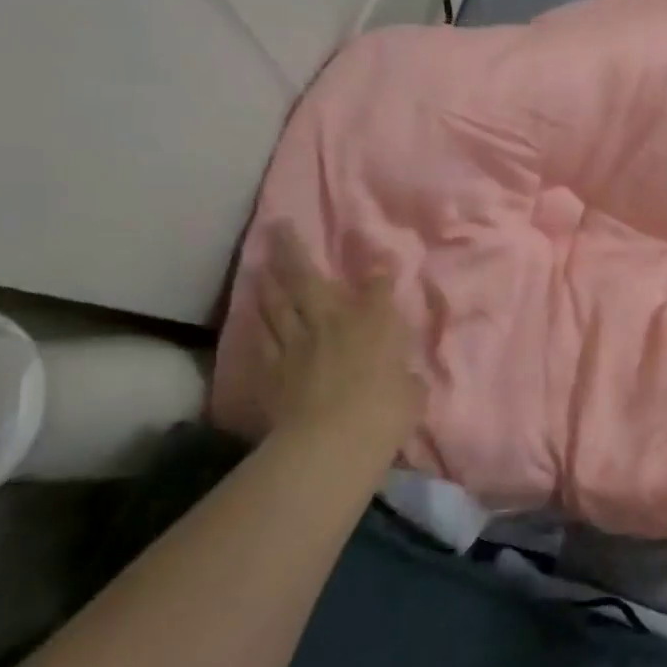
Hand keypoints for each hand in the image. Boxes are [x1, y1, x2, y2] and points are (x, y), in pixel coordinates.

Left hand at [252, 225, 424, 463]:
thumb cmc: (385, 412)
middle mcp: (332, 321)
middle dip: (294, 250)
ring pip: (277, 304)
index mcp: (374, 324)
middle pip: (307, 279)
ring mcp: (296, 342)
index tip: (380, 258)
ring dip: (269, 282)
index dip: (380, 272)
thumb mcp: (413, 394)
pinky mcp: (270, 368)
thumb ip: (408, 380)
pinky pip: (262, 338)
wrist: (332, 440)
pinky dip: (257, 323)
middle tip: (278, 226)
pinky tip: (253, 314)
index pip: (379, 288)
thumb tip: (407, 378)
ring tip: (261, 265)